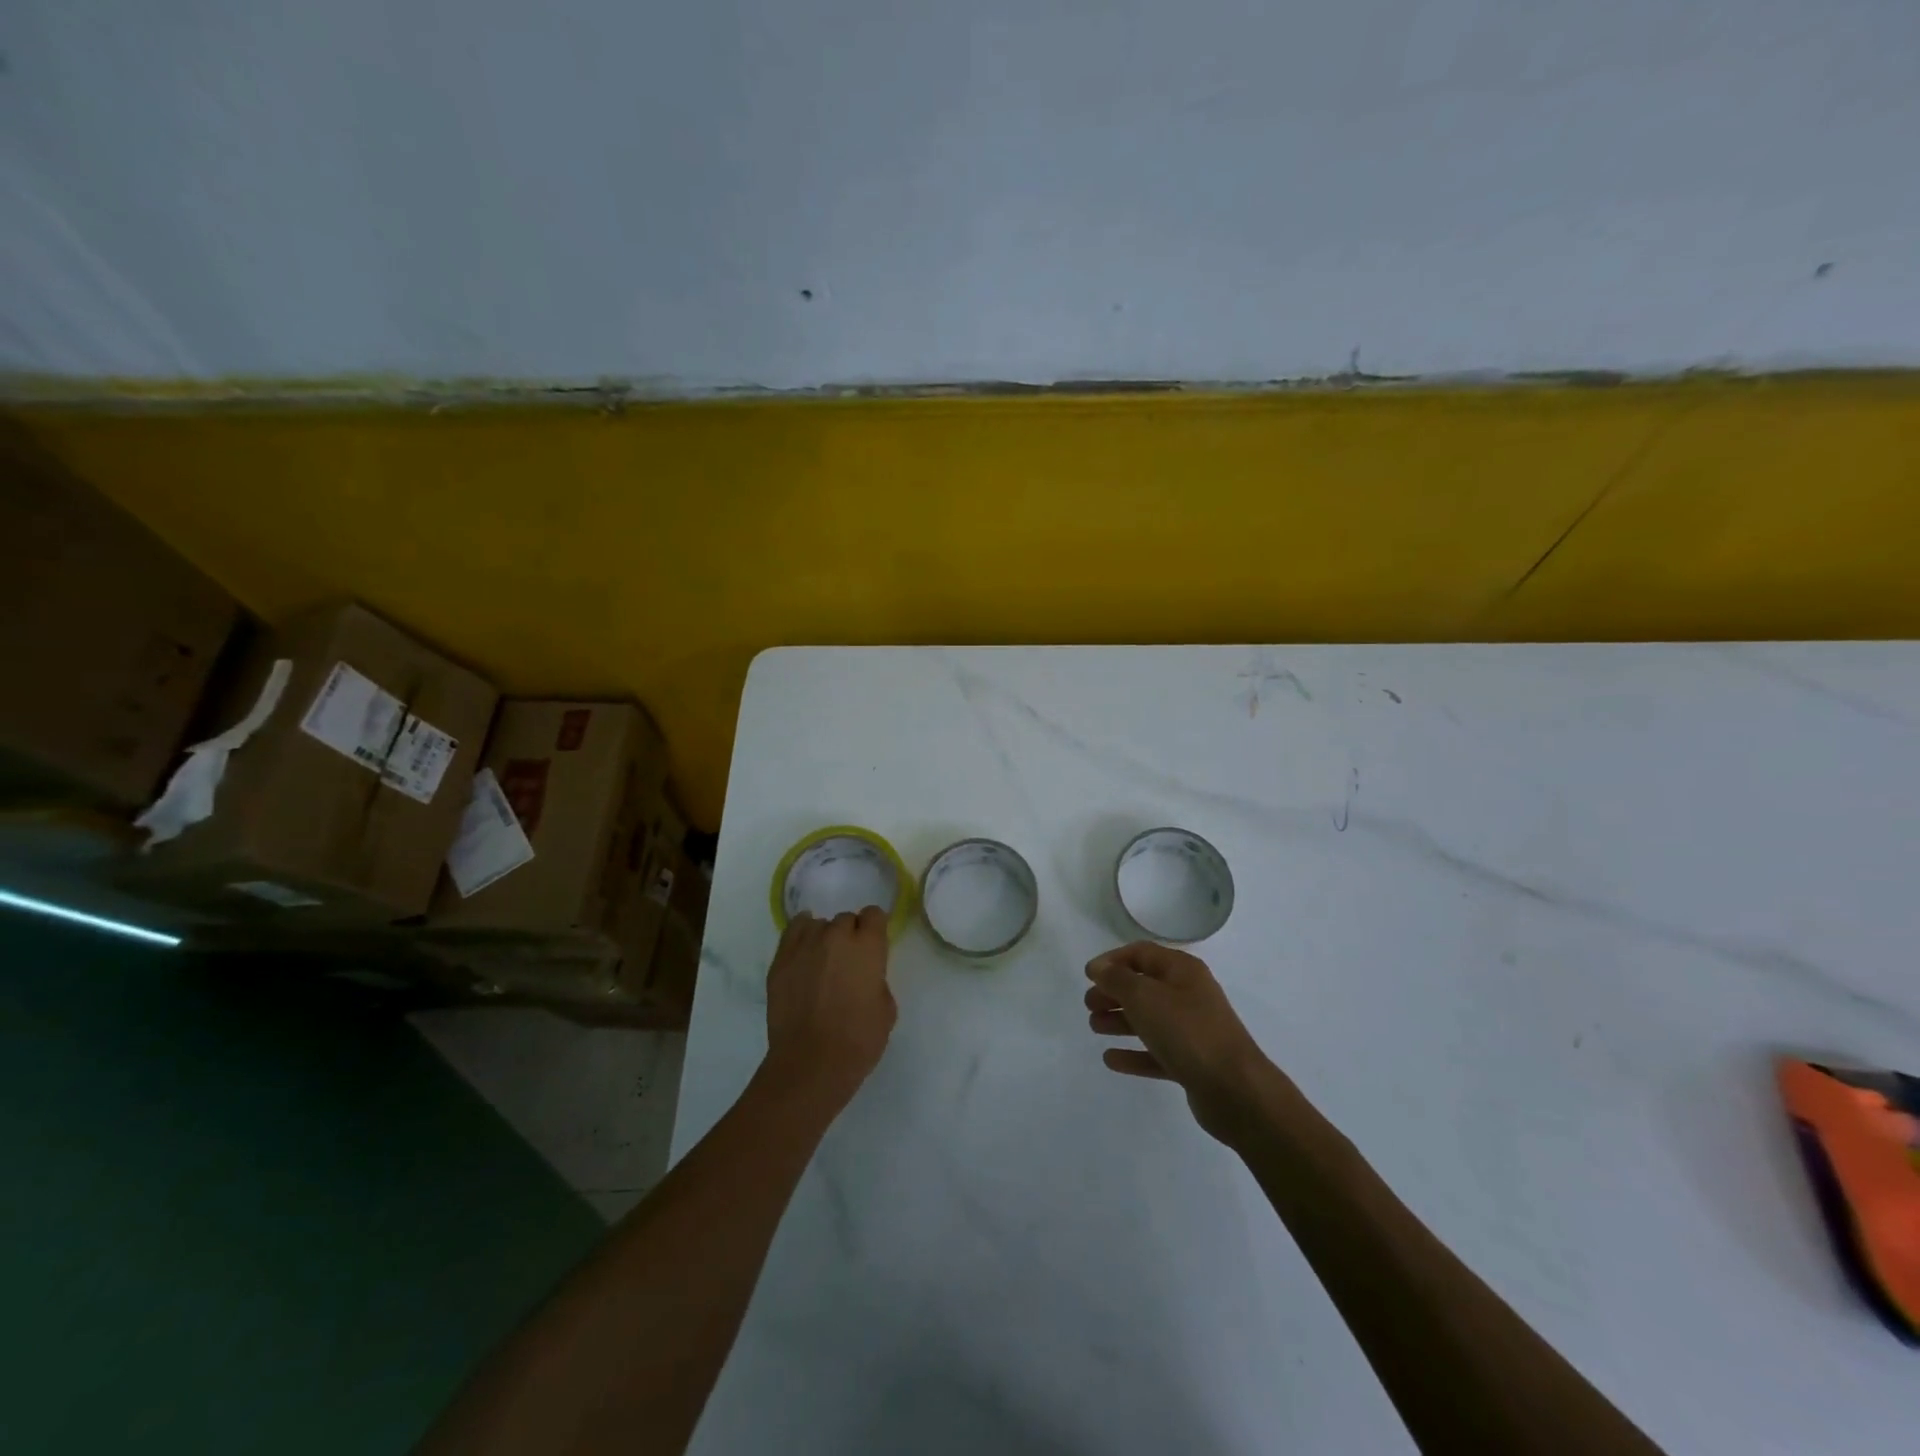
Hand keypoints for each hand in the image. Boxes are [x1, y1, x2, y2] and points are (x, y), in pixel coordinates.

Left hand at [763, 908, 896, 1107]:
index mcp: (868, 946)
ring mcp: (805, 945)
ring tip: (822, 962)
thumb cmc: (858, 1040)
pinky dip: (801, 936)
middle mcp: (836, 936)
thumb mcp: (886, 1009)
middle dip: (850, 936)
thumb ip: (877, 980)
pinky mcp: (781, 960)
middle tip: (848, 962)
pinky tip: (804, 950)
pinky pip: (793, 932)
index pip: (874, 914)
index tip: (874, 945)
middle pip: (845, 919)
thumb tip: (864, 976)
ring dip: (824, 938)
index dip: (875, 928)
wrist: (810, 1063)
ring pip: (818, 925)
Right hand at [1085, 942, 1276, 1141]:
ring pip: (1149, 1019)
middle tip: (1089, 1004)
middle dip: (1114, 992)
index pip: (1142, 953)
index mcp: (1183, 971)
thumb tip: (1100, 968)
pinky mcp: (1192, 1062)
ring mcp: (1192, 1030)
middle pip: (1144, 987)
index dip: (1113, 960)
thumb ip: (1118, 979)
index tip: (1088, 975)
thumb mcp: (1145, 997)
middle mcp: (1189, 995)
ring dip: (1120, 1021)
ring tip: (1094, 1027)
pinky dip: (1134, 1053)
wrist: (1236, 1090)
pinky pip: (1156, 1052)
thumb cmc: (1188, 1032)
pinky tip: (1111, 1059)